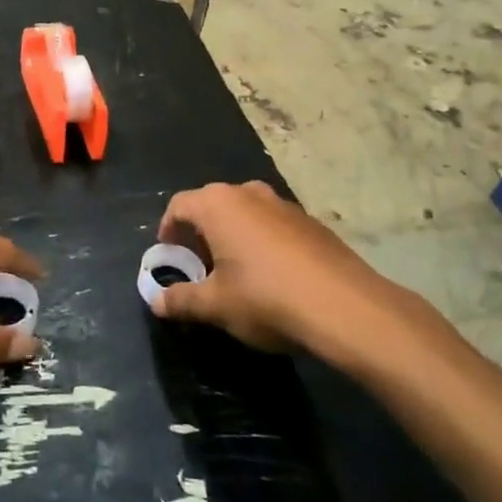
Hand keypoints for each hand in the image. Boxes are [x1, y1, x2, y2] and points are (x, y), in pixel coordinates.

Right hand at [150, 181, 383, 351]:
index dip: (168, 230)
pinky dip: (263, 242)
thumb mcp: (215, 306)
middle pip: (213, 206)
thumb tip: (156, 302)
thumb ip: (181, 300)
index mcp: (218, 205)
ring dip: (233, 236)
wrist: (346, 308)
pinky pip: (274, 225)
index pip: (179, 205)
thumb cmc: (266, 298)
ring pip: (246, 213)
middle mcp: (249, 193)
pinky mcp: (312, 222)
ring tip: (236, 273)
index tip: (170, 256)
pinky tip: (273, 277)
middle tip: (200, 267)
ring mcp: (284, 205)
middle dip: (201, 234)